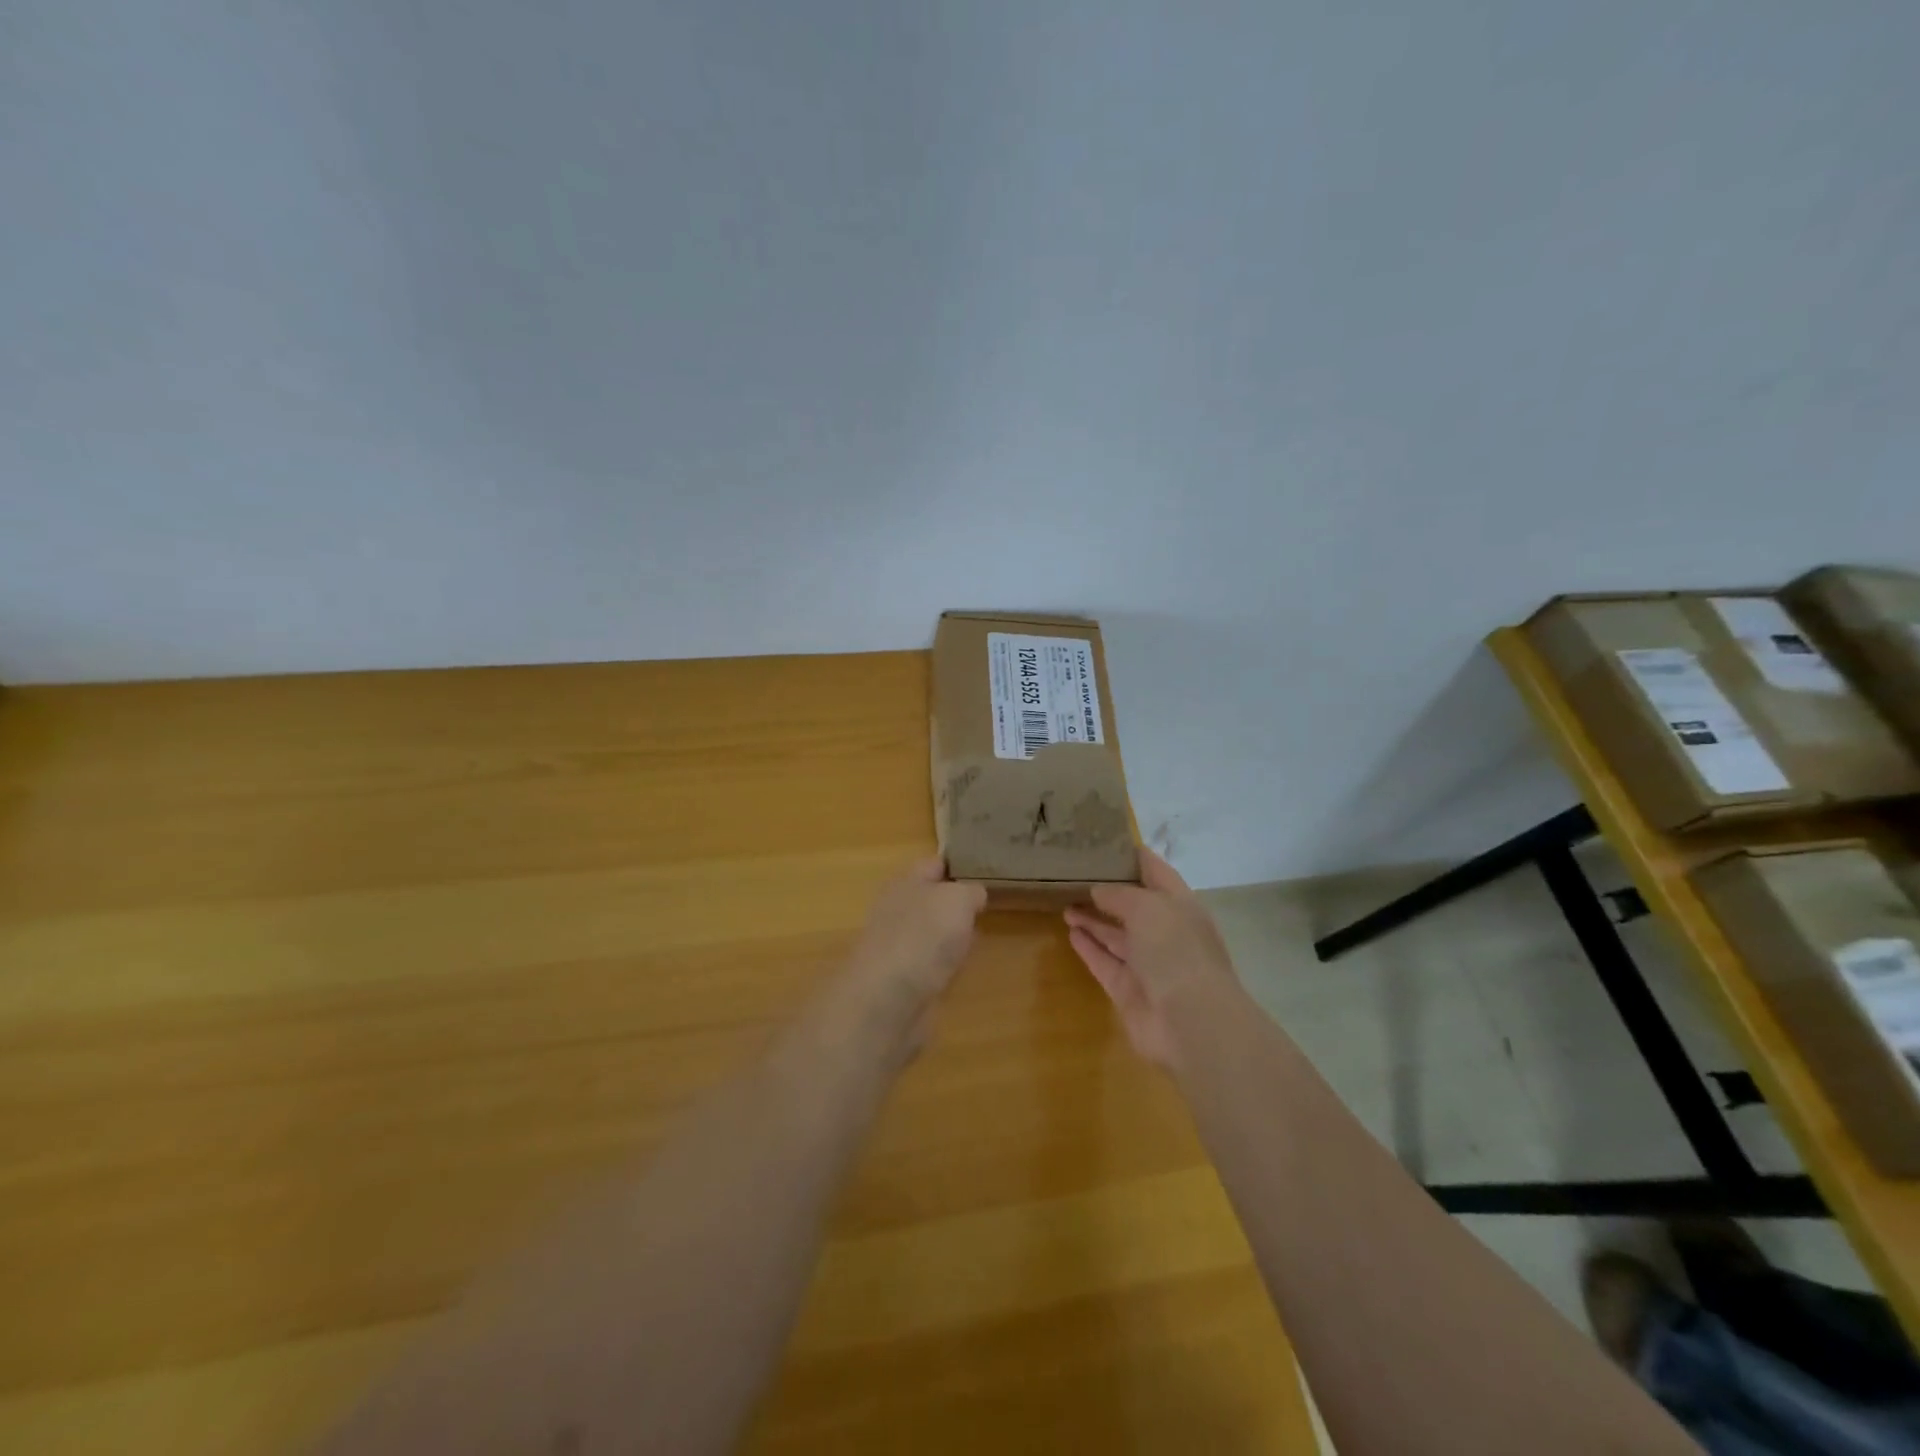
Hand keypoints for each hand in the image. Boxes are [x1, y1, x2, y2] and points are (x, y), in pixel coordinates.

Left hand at [845, 858, 987, 1020]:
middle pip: (933, 898)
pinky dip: (947, 964)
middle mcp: (898, 909)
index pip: (935, 864)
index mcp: (905, 882)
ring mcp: (900, 945)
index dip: (959, 864)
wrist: (889, 1000)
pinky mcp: (904, 979)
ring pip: (934, 931)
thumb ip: (971, 891)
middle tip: (989, 903)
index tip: (988, 869)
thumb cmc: (923, 936)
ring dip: (953, 934)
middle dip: (958, 902)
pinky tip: (962, 967)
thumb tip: (974, 896)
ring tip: (981, 933)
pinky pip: (932, 962)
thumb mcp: (958, 899)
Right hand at [1064, 848, 1243, 1067]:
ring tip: (1064, 901)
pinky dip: (1089, 947)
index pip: (1156, 872)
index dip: (1134, 856)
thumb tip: (1098, 891)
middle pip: (1133, 906)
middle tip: (1074, 873)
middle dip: (1107, 890)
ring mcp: (1148, 964)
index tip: (1106, 842)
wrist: (1191, 1022)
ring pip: (1116, 935)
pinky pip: (1105, 962)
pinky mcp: (1129, 991)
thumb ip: (1119, 894)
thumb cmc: (1176, 951)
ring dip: (1092, 918)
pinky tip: (1070, 931)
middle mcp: (1166, 932)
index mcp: (1180, 906)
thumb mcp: (1147, 907)